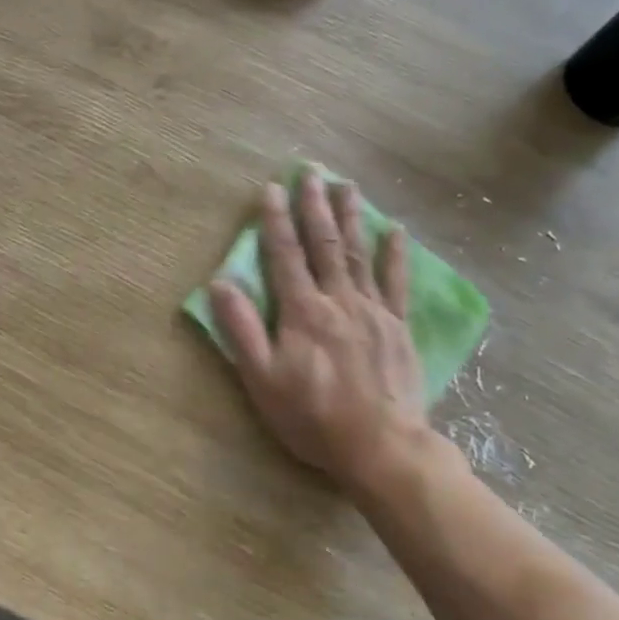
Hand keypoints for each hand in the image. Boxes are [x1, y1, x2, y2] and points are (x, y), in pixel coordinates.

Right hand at [209, 173, 440, 497]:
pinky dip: (395, 254)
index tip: (271, 188)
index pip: (285, 255)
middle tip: (311, 172)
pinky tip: (395, 230)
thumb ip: (241, 329)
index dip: (275, 220)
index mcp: (302, 311)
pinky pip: (397, 282)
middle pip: (324, 244)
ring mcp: (374, 311)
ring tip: (346, 185)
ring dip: (351, 217)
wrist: (381, 447)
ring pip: (358, 254)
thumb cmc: (313, 417)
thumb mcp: (262, 379)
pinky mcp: (398, 327)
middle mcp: (338, 300)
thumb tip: (220, 283)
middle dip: (314, 206)